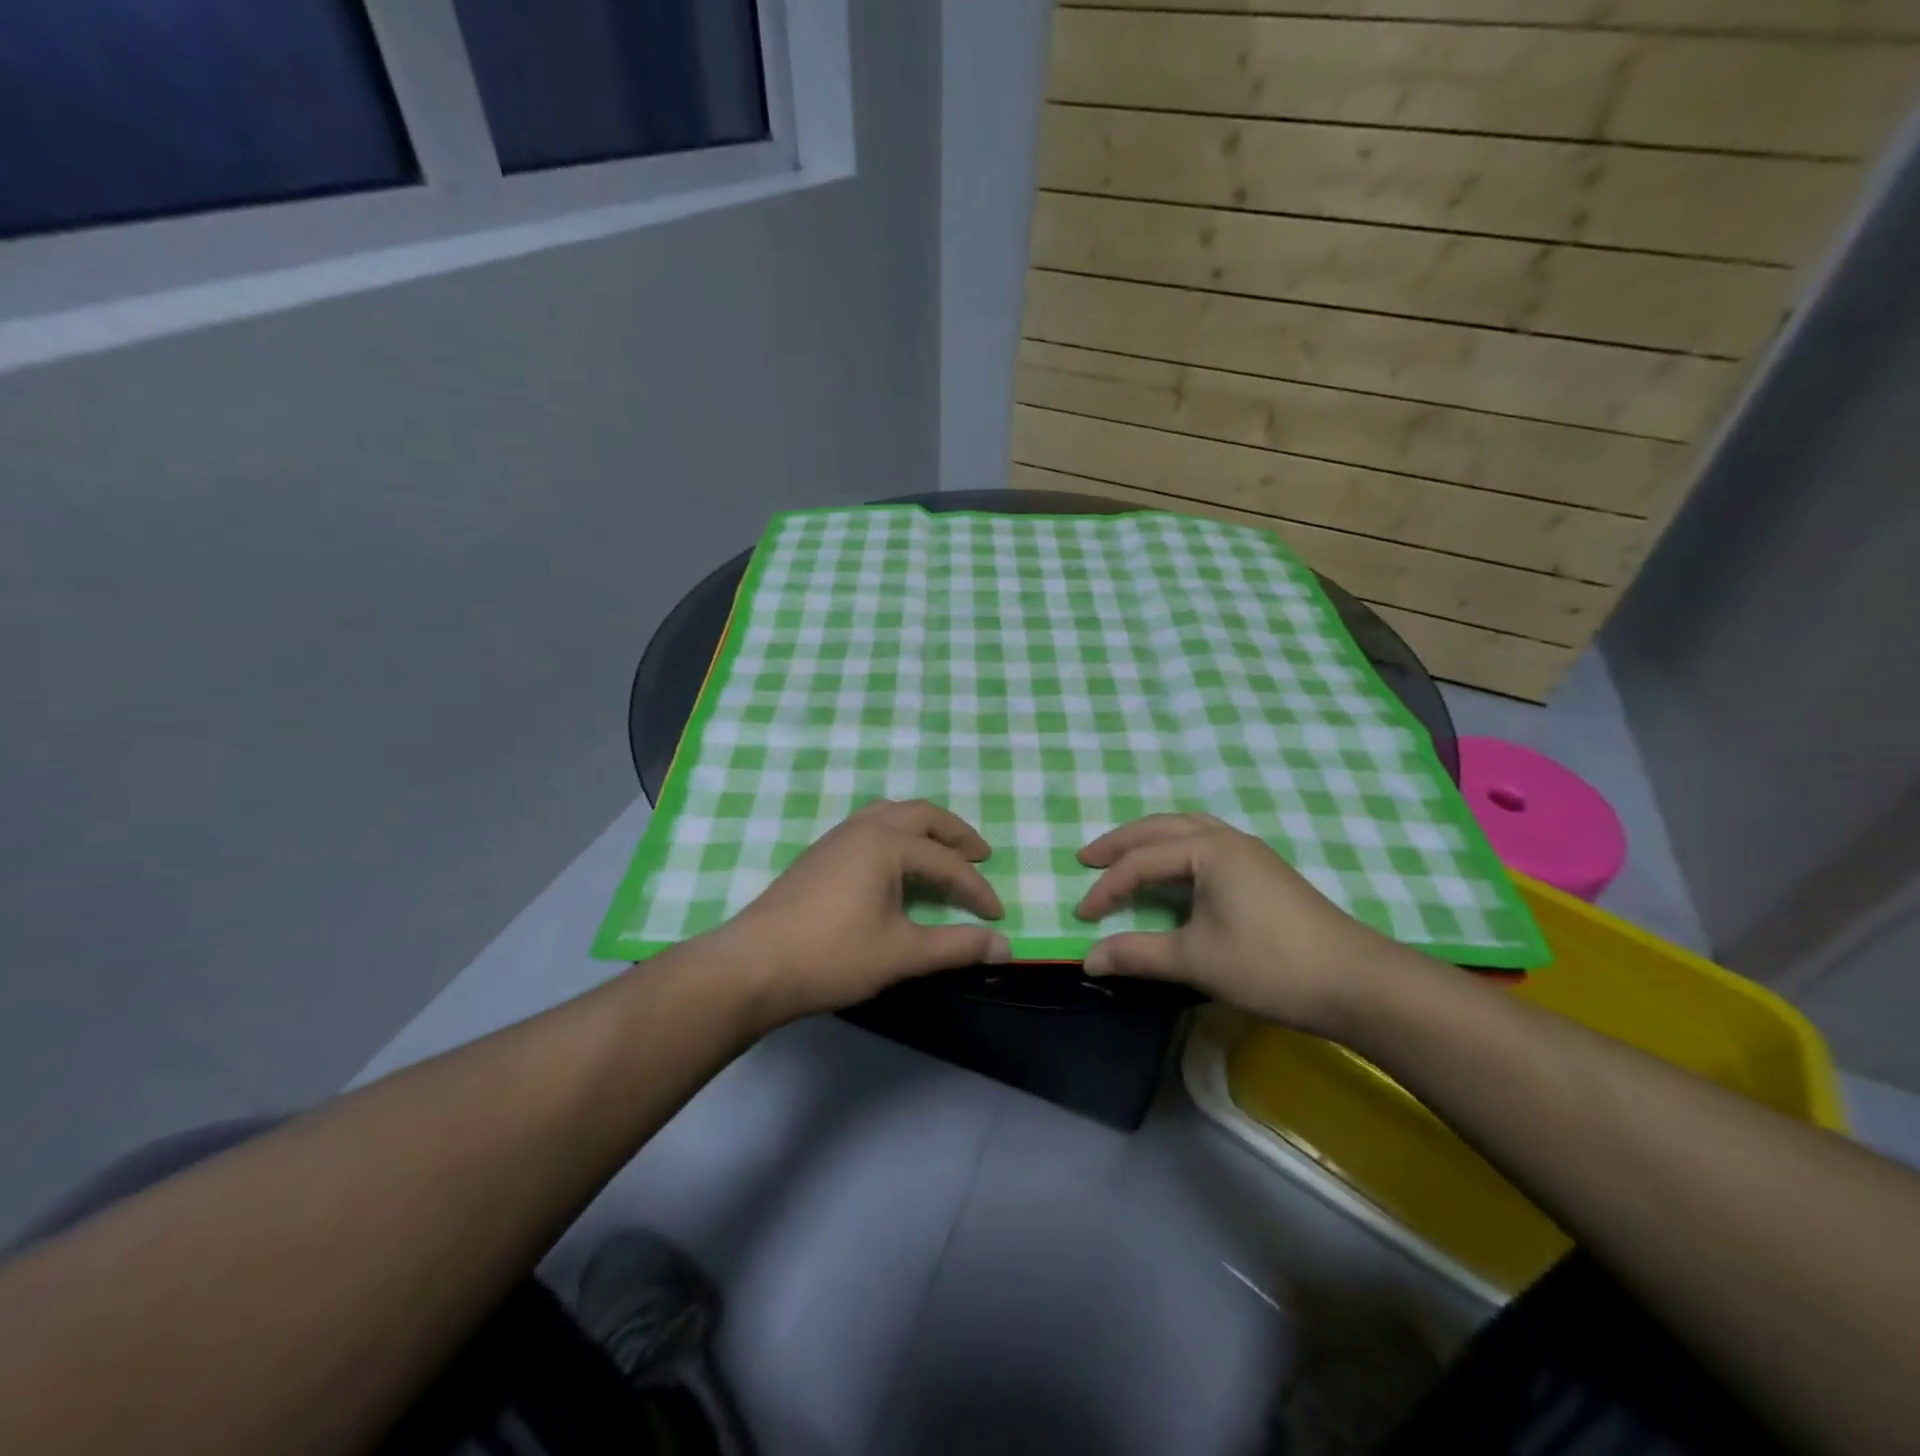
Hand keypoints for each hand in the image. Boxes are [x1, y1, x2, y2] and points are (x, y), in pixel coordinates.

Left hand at [703, 799, 1010, 1028]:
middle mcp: (864, 828)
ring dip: (924, 828)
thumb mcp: (902, 953)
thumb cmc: (832, 956)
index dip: (976, 889)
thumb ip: (956, 946)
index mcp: (887, 844)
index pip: (946, 862)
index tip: (997, 917)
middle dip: (955, 834)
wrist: (753, 966)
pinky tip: (895, 863)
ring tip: (942, 851)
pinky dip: (897, 834)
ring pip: (891, 814)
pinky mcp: (819, 853)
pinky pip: (870, 826)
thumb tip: (1005, 947)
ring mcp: (836, 837)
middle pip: (921, 815)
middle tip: (980, 855)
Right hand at [1074, 813, 1415, 1032]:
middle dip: (1120, 842)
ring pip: (1187, 830)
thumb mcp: (1195, 960)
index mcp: (1209, 850)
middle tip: (1086, 857)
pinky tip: (1173, 871)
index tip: (1081, 916)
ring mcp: (1250, 852)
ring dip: (1150, 840)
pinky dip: (1176, 850)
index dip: (1107, 888)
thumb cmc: (1269, 965)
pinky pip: (1206, 843)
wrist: (1356, 983)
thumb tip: (1088, 959)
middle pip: (1161, 828)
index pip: (1141, 862)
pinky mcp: (1263, 871)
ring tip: (1124, 855)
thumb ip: (1137, 953)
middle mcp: (1227, 838)